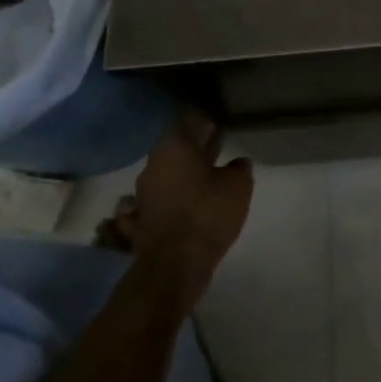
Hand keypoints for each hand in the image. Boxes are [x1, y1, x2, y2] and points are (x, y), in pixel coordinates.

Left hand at [128, 110, 253, 310]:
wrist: (174, 264)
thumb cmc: (208, 212)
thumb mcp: (238, 185)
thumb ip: (239, 168)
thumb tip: (236, 163)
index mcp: (174, 146)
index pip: (190, 119)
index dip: (206, 117)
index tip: (220, 118)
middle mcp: (153, 164)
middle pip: (176, 146)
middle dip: (195, 144)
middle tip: (217, 142)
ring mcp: (143, 193)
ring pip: (166, 173)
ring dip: (183, 172)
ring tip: (206, 173)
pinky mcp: (141, 219)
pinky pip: (157, 201)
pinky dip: (169, 198)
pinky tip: (181, 202)